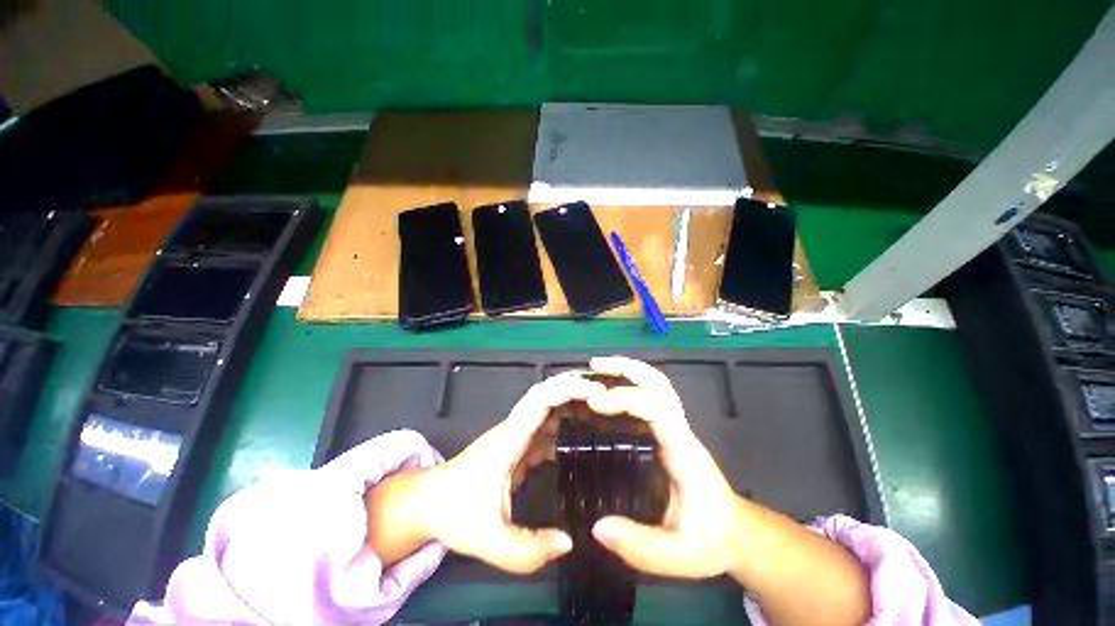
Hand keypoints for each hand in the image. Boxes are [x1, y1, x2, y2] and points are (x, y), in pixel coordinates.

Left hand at [385, 371, 605, 573]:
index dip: (568, 389)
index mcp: (510, 438)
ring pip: (551, 408)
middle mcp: (517, 428)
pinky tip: (586, 437)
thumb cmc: (455, 513)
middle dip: (577, 387)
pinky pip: (549, 428)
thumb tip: (569, 541)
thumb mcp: (490, 539)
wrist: (430, 503)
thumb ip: (528, 549)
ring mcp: (519, 435)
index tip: (596, 392)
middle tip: (609, 393)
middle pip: (549, 394)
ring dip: (575, 403)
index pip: (541, 399)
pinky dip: (569, 425)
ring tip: (606, 409)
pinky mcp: (521, 444)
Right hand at [586, 356, 742, 578]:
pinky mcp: (666, 431)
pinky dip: (627, 385)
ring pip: (655, 384)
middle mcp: (678, 430)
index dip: (625, 398)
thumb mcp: (682, 556)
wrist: (735, 533)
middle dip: (626, 368)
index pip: (656, 408)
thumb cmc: (713, 540)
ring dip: (626, 371)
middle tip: (594, 365)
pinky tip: (606, 392)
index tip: (594, 403)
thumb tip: (599, 527)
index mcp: (682, 450)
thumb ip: (642, 546)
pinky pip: (648, 398)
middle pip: (658, 383)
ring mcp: (673, 427)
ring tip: (596, 369)